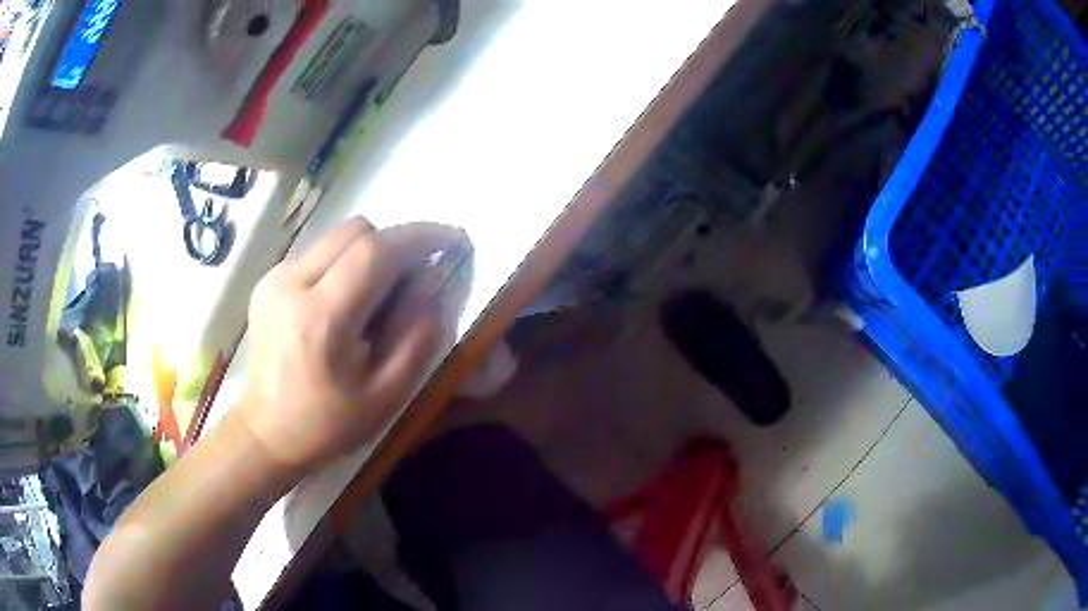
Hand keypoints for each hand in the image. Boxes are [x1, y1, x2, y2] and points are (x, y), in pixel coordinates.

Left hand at [237, 218, 466, 472]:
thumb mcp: (385, 396)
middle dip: (395, 245)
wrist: (265, 433)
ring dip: (369, 254)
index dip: (421, 237)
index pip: (376, 250)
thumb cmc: (327, 425)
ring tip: (377, 297)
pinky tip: (345, 304)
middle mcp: (291, 283)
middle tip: (413, 280)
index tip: (455, 240)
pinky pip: (319, 253)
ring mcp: (275, 278)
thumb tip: (431, 281)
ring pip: (337, 237)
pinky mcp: (268, 281)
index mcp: (320, 318)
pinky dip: (344, 265)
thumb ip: (416, 336)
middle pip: (356, 231)